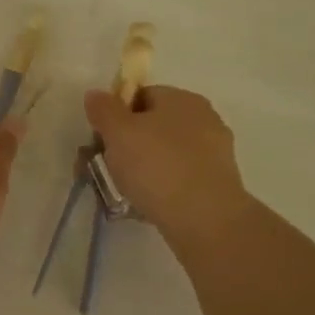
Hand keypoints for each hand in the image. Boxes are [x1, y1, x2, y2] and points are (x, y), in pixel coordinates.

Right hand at [84, 86, 248, 239]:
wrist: (205, 219)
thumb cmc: (157, 166)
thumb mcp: (118, 132)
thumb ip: (103, 109)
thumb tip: (96, 94)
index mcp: (181, 98)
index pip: (141, 96)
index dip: (116, 115)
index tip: (102, 140)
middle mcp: (203, 118)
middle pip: (154, 125)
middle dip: (128, 145)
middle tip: (107, 168)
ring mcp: (215, 151)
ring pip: (166, 154)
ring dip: (144, 168)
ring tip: (123, 192)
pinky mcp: (219, 182)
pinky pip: (180, 177)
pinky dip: (163, 187)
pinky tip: (147, 205)